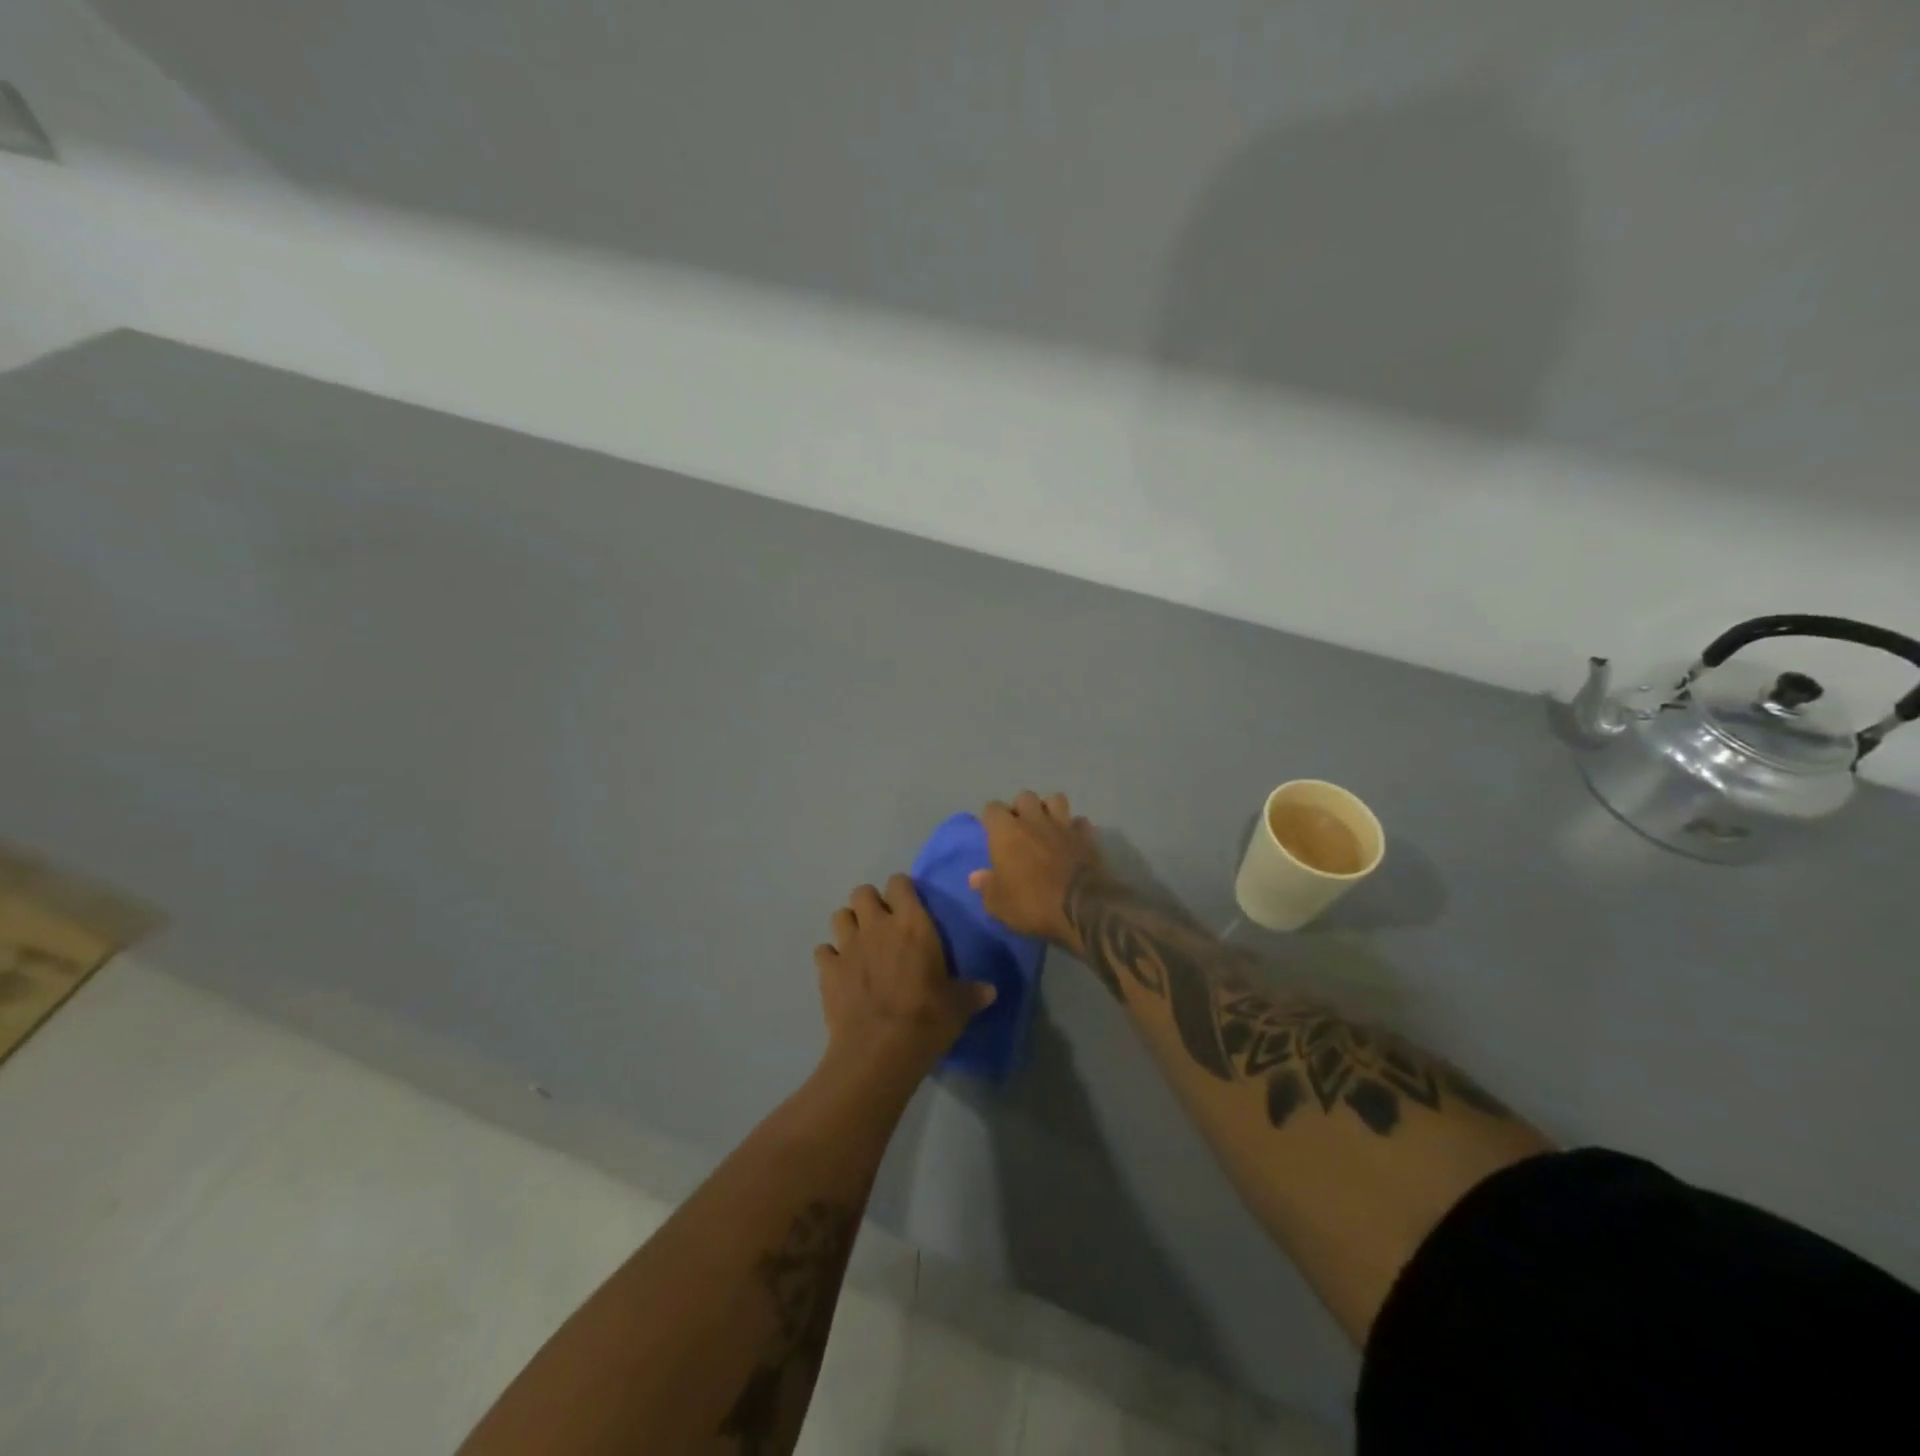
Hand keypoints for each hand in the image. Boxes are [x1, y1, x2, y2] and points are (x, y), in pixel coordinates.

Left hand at [814, 875, 995, 1081]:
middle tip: (881, 924)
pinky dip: (830, 957)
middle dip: (870, 903)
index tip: (908, 905)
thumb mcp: (958, 1006)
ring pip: (839, 915)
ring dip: (849, 925)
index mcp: (912, 924)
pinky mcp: (828, 970)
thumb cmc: (926, 1020)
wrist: (880, 1051)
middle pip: (862, 892)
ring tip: (859, 943)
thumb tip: (990, 991)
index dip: (902, 891)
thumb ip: (972, 993)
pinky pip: (823, 951)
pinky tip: (840, 971)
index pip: (900, 883)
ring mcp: (848, 946)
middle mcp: (877, 925)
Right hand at [969, 791, 1103, 950]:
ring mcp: (1063, 825)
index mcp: (1006, 832)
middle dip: (1021, 808)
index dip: (991, 819)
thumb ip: (986, 887)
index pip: (992, 808)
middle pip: (1024, 797)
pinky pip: (1080, 822)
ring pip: (1055, 799)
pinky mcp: (1087, 836)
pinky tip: (1072, 839)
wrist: (1082, 907)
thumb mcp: (999, 904)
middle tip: (1020, 828)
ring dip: (1049, 810)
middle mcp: (1034, 820)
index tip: (992, 833)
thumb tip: (975, 877)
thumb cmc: (1032, 904)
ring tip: (1047, 826)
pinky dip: (1075, 828)